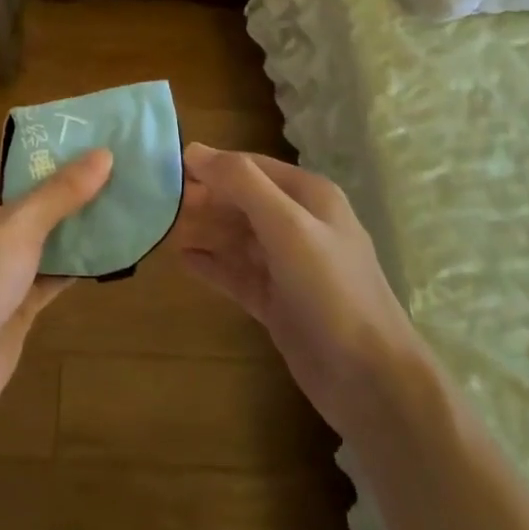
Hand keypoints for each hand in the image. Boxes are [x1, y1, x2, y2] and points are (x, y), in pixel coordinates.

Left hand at [0, 146, 113, 422]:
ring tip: (119, 202)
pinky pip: (46, 272)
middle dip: (66, 185)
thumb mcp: (21, 222)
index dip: (43, 146)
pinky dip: (72, 264)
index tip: (85, 136)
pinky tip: (109, 251)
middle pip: (26, 195)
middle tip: (112, 168)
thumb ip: (63, 190)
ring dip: (73, 225)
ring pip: (39, 235)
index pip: (6, 157)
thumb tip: (104, 154)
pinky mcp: (9, 300)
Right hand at [174, 143, 423, 439]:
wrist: (370, 380)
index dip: (212, 165)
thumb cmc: (330, 290)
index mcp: (309, 196)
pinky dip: (213, 265)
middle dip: (204, 198)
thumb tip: (194, 149)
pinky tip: (183, 261)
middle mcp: (299, 224)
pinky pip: (238, 274)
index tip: (167, 168)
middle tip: (157, 201)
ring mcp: (288, 265)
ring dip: (204, 230)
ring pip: (237, 237)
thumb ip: (242, 183)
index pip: (251, 167)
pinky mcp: (278, 301)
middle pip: (242, 200)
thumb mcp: (287, 226)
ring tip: (162, 227)